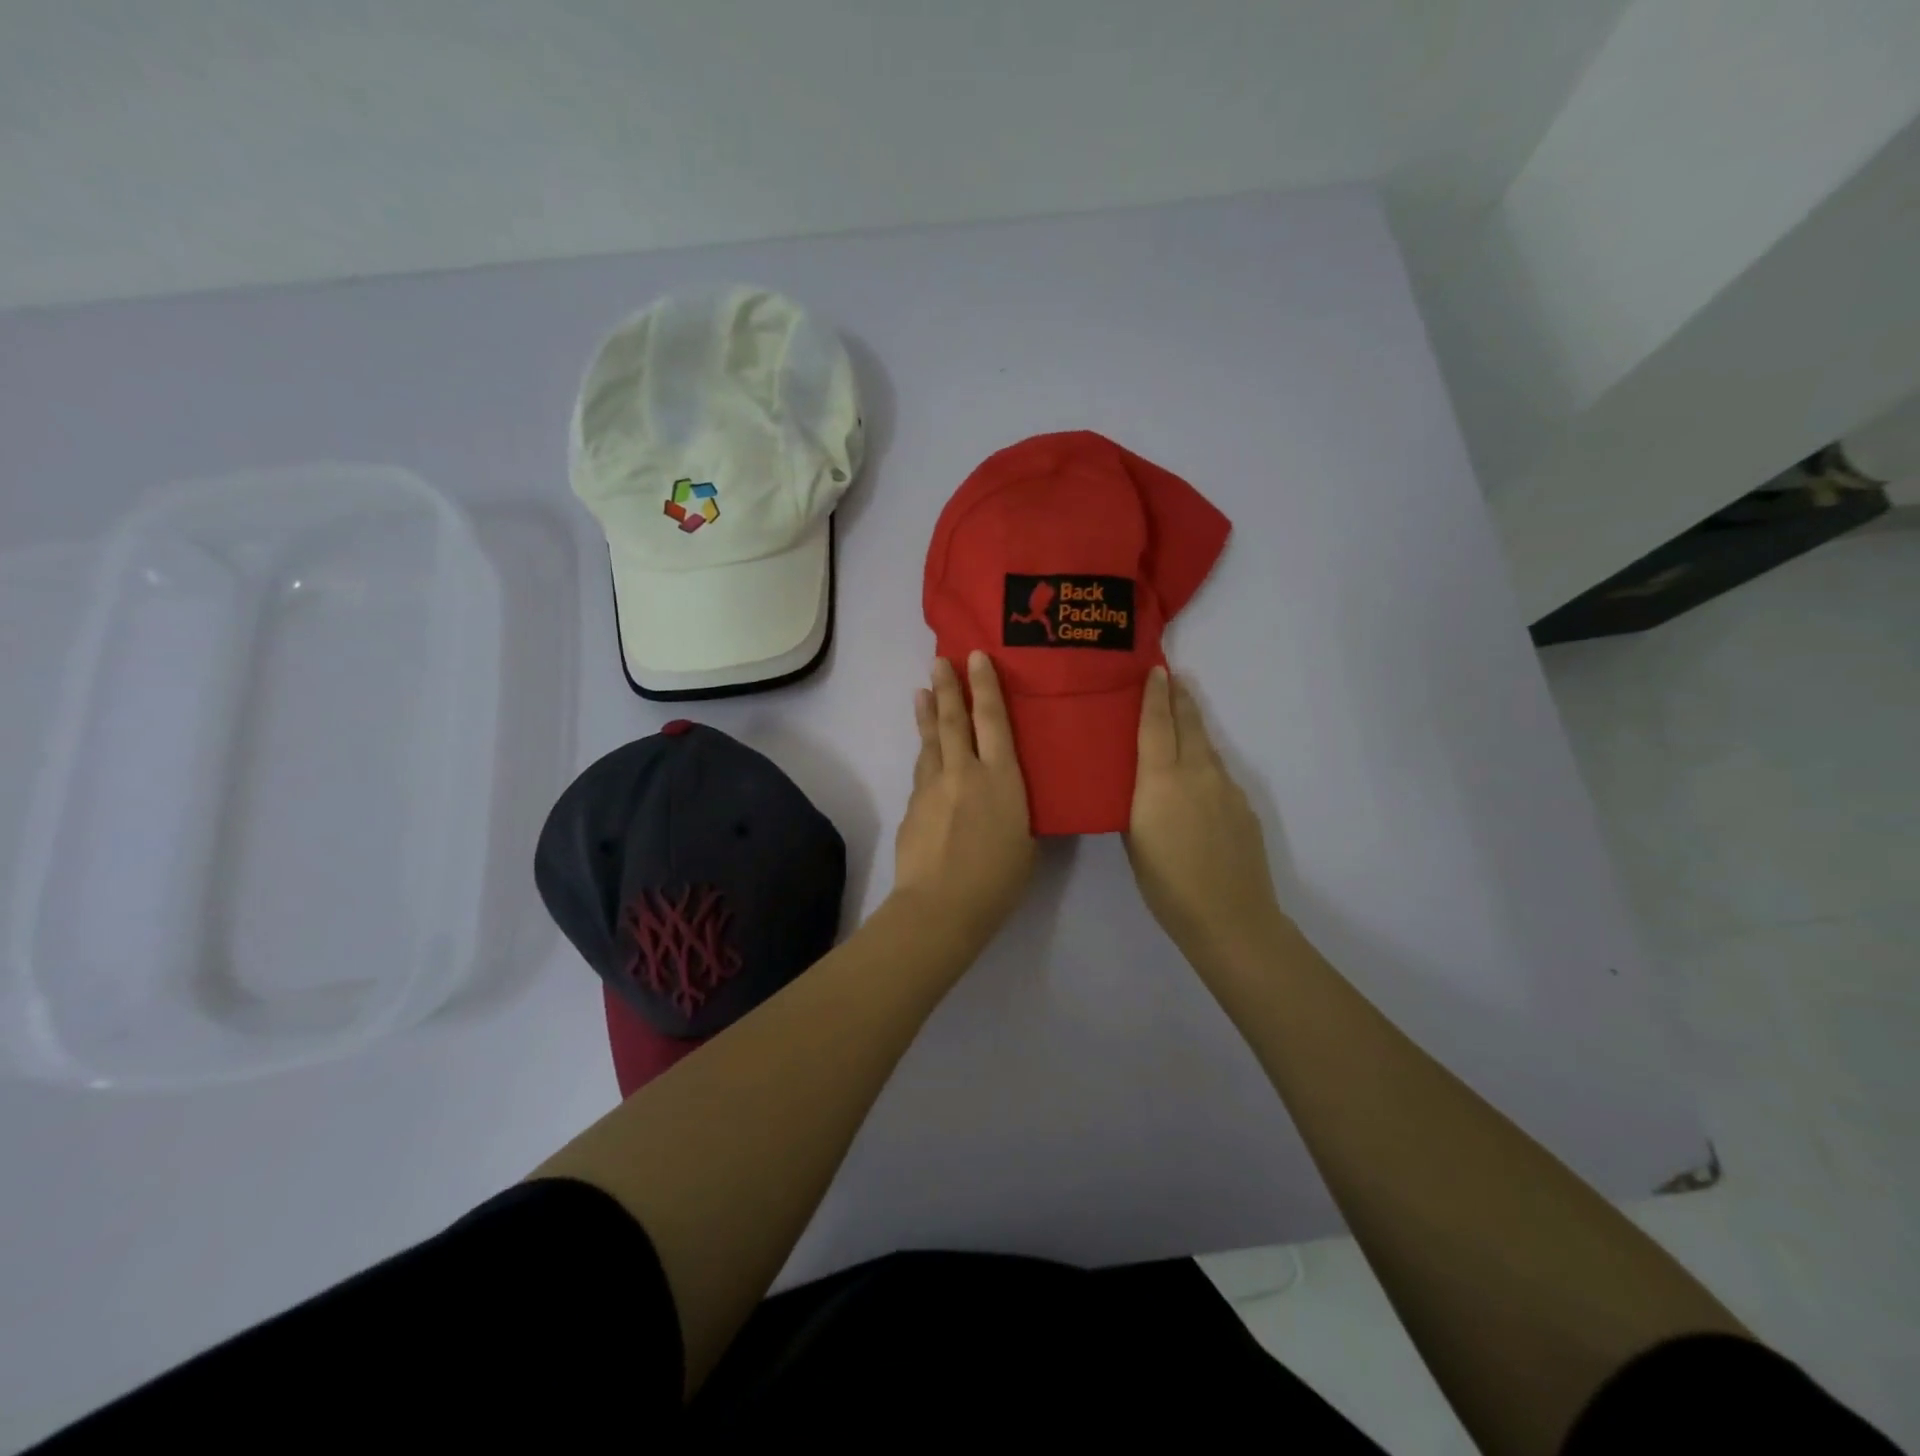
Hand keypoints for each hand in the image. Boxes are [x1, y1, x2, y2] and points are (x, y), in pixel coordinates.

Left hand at [891, 652, 1035, 947]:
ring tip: (922, 693)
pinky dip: (924, 757)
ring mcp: (933, 787)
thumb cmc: (998, 879)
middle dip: (948, 687)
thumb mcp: (1026, 840)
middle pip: (954, 720)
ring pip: (930, 742)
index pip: (993, 720)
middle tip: (939, 660)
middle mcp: (964, 772)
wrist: (941, 905)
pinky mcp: (912, 805)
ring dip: (928, 715)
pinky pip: (922, 773)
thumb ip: (1014, 809)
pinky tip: (925, 756)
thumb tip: (1003, 799)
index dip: (985, 686)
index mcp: (1001, 778)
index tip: (976, 657)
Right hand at [1125, 666, 1284, 961]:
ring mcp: (1226, 788)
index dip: (1154, 695)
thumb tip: (1142, 785)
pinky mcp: (1244, 807)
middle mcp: (1196, 773)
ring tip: (1181, 722)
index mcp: (1161, 780)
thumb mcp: (1134, 840)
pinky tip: (1198, 783)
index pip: (1156, 724)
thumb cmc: (1166, 884)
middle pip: (1189, 724)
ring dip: (1193, 730)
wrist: (1229, 917)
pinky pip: (1219, 775)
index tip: (1156, 670)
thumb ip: (1137, 803)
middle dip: (1180, 698)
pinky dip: (1206, 766)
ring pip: (1206, 748)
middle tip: (1172, 678)